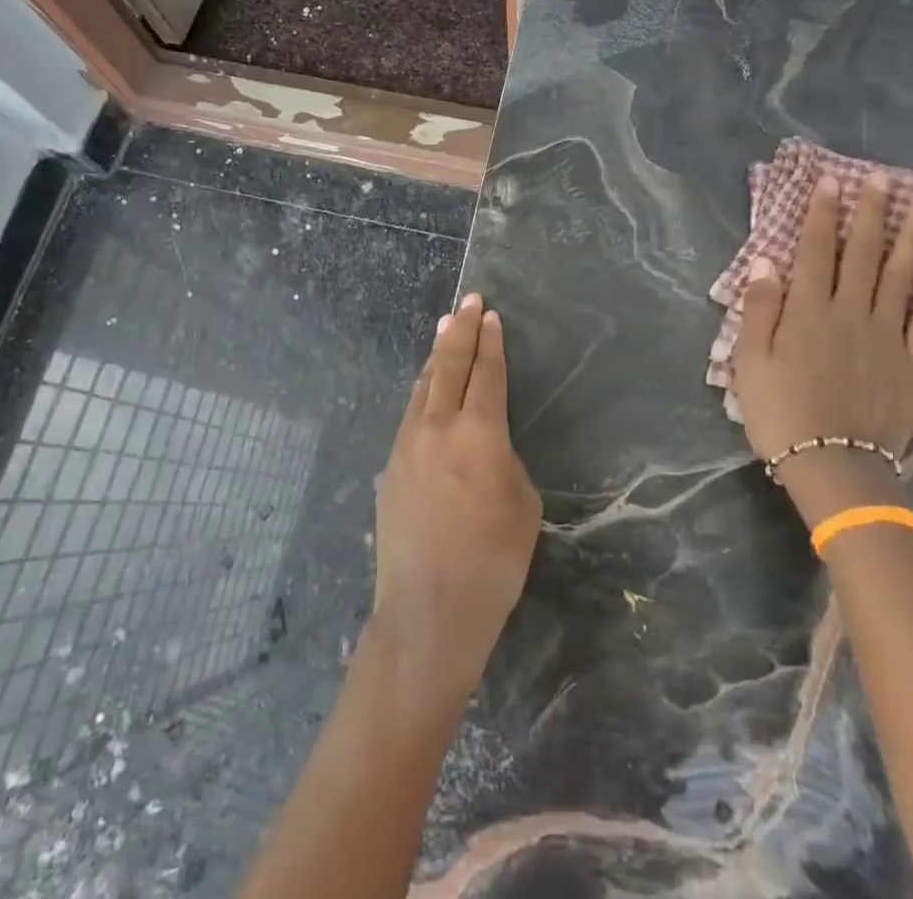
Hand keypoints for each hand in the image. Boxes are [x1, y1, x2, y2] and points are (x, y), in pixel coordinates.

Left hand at [369, 294, 541, 710]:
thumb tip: (485, 446)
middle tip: (468, 302)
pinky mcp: (390, 468)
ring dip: (436, 356)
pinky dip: (421, 393)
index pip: (487, 373)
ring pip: (423, 386)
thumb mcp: (523, 504)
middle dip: (461, 331)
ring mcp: (407, 445)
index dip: (491, 342)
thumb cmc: (493, 561)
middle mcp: (438, 427)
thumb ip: (504, 460)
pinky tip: (425, 391)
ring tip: (444, 331)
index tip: (490, 315)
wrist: (429, 610)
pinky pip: (409, 416)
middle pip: (449, 366)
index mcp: (479, 433)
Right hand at [731, 172, 912, 522]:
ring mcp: (888, 335)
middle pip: (862, 253)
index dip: (822, 213)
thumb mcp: (750, 362)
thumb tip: (766, 262)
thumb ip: (759, 310)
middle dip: (871, 213)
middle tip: (883, 178)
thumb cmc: (781, 413)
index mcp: (808, 311)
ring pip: (901, 276)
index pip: (815, 250)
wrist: (835, 467)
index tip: (831, 181)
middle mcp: (851, 312)